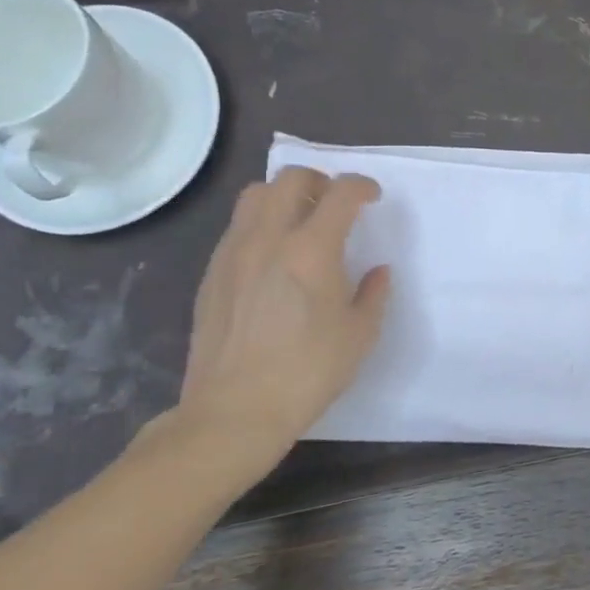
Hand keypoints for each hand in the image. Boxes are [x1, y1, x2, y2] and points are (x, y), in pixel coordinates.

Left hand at [175, 168, 389, 482]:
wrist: (235, 410)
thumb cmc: (308, 372)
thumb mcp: (359, 335)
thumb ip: (373, 293)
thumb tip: (377, 271)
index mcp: (312, 250)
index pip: (341, 193)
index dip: (362, 186)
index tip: (372, 197)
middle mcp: (268, 238)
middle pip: (291, 178)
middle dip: (321, 180)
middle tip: (336, 204)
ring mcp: (233, 252)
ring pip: (256, 195)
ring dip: (285, 195)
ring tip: (301, 222)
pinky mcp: (212, 272)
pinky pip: (238, 226)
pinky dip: (261, 223)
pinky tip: (273, 257)